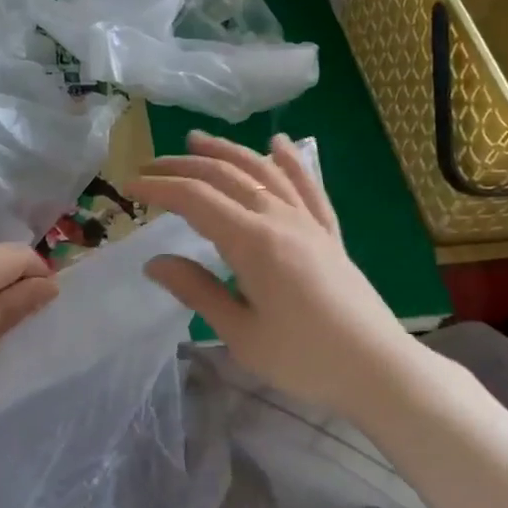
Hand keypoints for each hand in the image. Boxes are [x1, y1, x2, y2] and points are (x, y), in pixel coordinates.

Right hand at [129, 131, 413, 419]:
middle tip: (151, 166)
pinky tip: (279, 144)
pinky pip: (307, 186)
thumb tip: (155, 262)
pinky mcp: (328, 233)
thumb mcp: (240, 333)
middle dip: (184, 165)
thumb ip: (197, 291)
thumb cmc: (303, 358)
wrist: (376, 368)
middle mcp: (280, 219)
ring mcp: (308, 222)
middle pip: (226, 176)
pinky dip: (290, 161)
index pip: (197, 199)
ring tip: (198, 139)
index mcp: (253, 242)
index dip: (161, 188)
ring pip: (263, 171)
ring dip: (227, 151)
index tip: (130, 188)